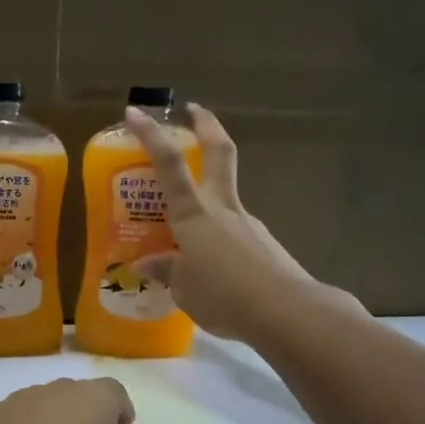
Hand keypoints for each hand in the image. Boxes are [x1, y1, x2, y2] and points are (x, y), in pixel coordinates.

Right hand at [122, 103, 359, 340]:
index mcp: (194, 214)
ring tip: (185, 233)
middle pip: (219, 152)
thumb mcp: (184, 289)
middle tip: (194, 110)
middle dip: (206, 125)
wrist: (289, 312)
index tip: (135, 112)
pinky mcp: (264, 243)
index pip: (169, 164)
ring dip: (208, 194)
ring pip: (225, 195)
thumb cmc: (225, 297)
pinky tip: (212, 266)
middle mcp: (222, 208)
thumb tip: (149, 263)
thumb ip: (167, 271)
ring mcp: (248, 223)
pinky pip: (233, 230)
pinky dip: (219, 236)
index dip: (151, 136)